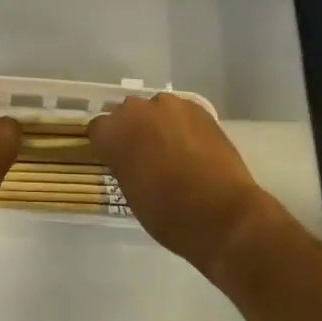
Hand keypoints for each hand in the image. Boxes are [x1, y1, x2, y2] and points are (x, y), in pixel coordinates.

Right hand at [88, 93, 273, 273]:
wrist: (223, 214)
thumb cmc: (169, 215)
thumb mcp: (131, 193)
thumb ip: (124, 164)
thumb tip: (130, 157)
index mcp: (115, 132)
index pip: (98, 129)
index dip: (107, 145)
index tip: (116, 160)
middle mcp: (138, 109)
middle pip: (127, 113)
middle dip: (133, 130)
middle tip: (145, 156)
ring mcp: (170, 105)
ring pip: (156, 110)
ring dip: (159, 125)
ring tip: (174, 151)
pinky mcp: (198, 108)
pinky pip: (181, 113)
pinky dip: (183, 126)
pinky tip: (194, 149)